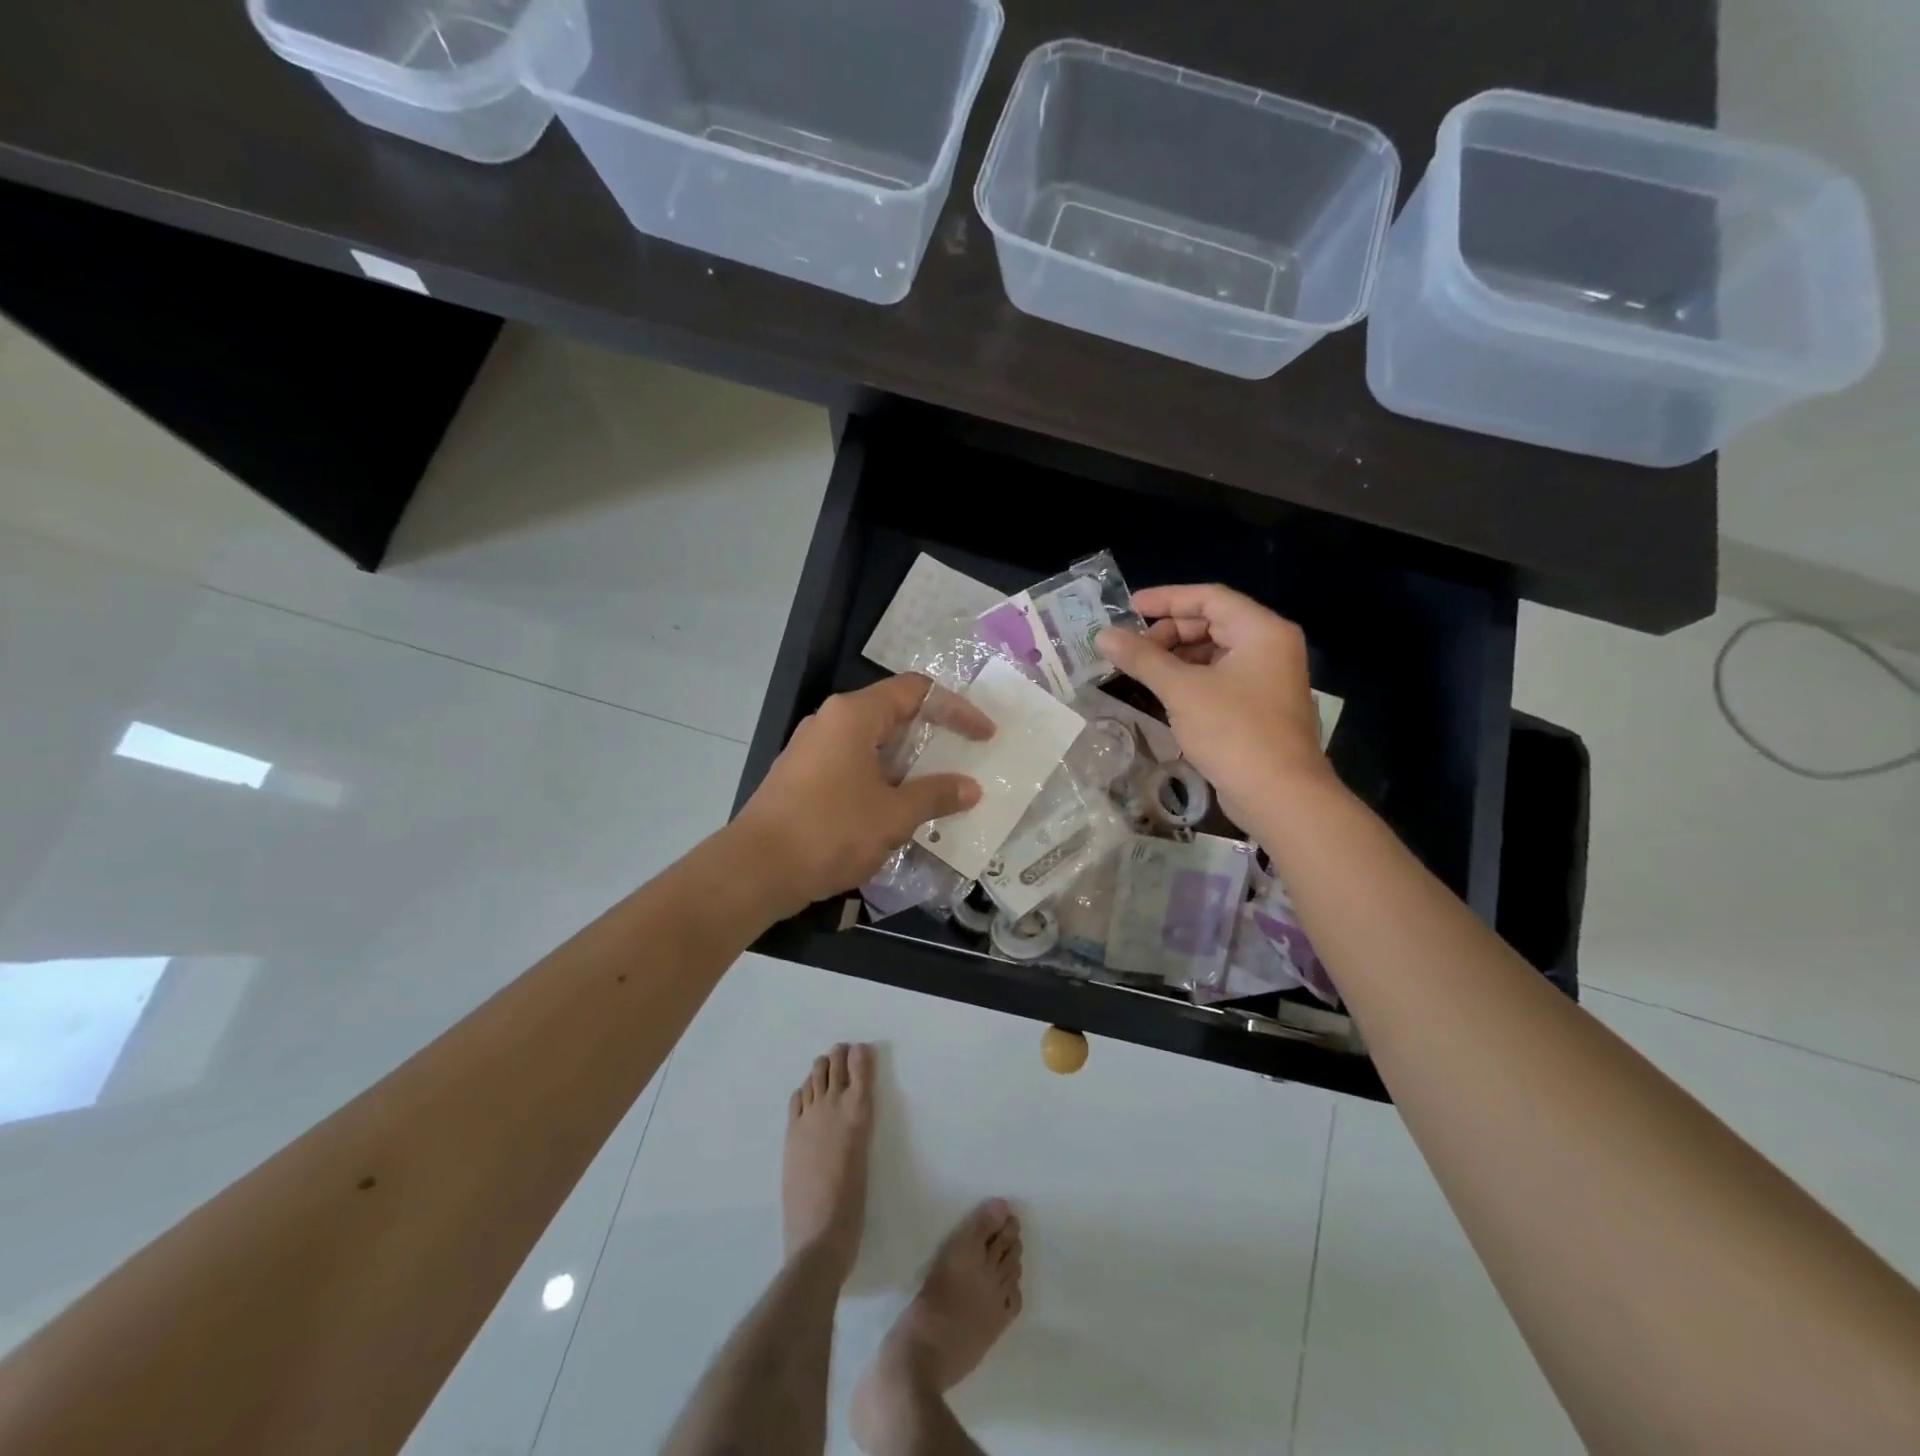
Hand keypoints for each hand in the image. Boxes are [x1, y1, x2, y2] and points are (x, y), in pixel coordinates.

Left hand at [733, 674, 992, 917]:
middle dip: (932, 737)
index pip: (916, 691)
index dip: (956, 709)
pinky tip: (897, 811)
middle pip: (893, 714)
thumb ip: (936, 795)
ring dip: (907, 764)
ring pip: (872, 744)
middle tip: (964, 760)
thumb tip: (970, 788)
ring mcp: (811, 750)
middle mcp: (830, 722)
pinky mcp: (801, 778)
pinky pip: (853, 766)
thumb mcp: (894, 815)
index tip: (984, 735)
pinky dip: (882, 780)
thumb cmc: (830, 831)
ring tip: (938, 789)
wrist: (755, 870)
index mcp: (854, 715)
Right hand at [1096, 585, 1328, 816]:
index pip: (1209, 597)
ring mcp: (1269, 678)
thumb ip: (1142, 658)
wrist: (1280, 795)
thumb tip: (1102, 635)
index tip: (1128, 608)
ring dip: (1177, 656)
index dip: (1166, 599)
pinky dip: (1192, 678)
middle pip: (1213, 623)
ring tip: (1142, 669)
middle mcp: (1271, 647)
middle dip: (1169, 631)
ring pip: (1215, 652)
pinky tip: (1165, 693)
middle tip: (1132, 647)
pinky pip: (1221, 678)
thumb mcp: (1182, 690)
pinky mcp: (1261, 707)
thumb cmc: (1233, 732)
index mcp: (1262, 631)